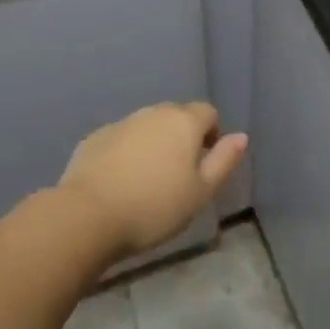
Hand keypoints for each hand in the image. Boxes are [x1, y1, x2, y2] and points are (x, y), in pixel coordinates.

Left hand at [60, 102, 248, 260]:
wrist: (88, 215)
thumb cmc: (154, 207)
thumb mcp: (200, 192)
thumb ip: (223, 161)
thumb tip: (241, 136)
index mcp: (183, 122)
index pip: (208, 113)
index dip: (212, 136)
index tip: (204, 166)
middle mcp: (153, 113)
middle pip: (176, 117)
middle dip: (181, 138)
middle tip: (178, 177)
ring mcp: (121, 123)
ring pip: (146, 127)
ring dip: (153, 145)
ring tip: (148, 182)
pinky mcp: (95, 138)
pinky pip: (120, 140)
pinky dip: (125, 154)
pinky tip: (119, 183)